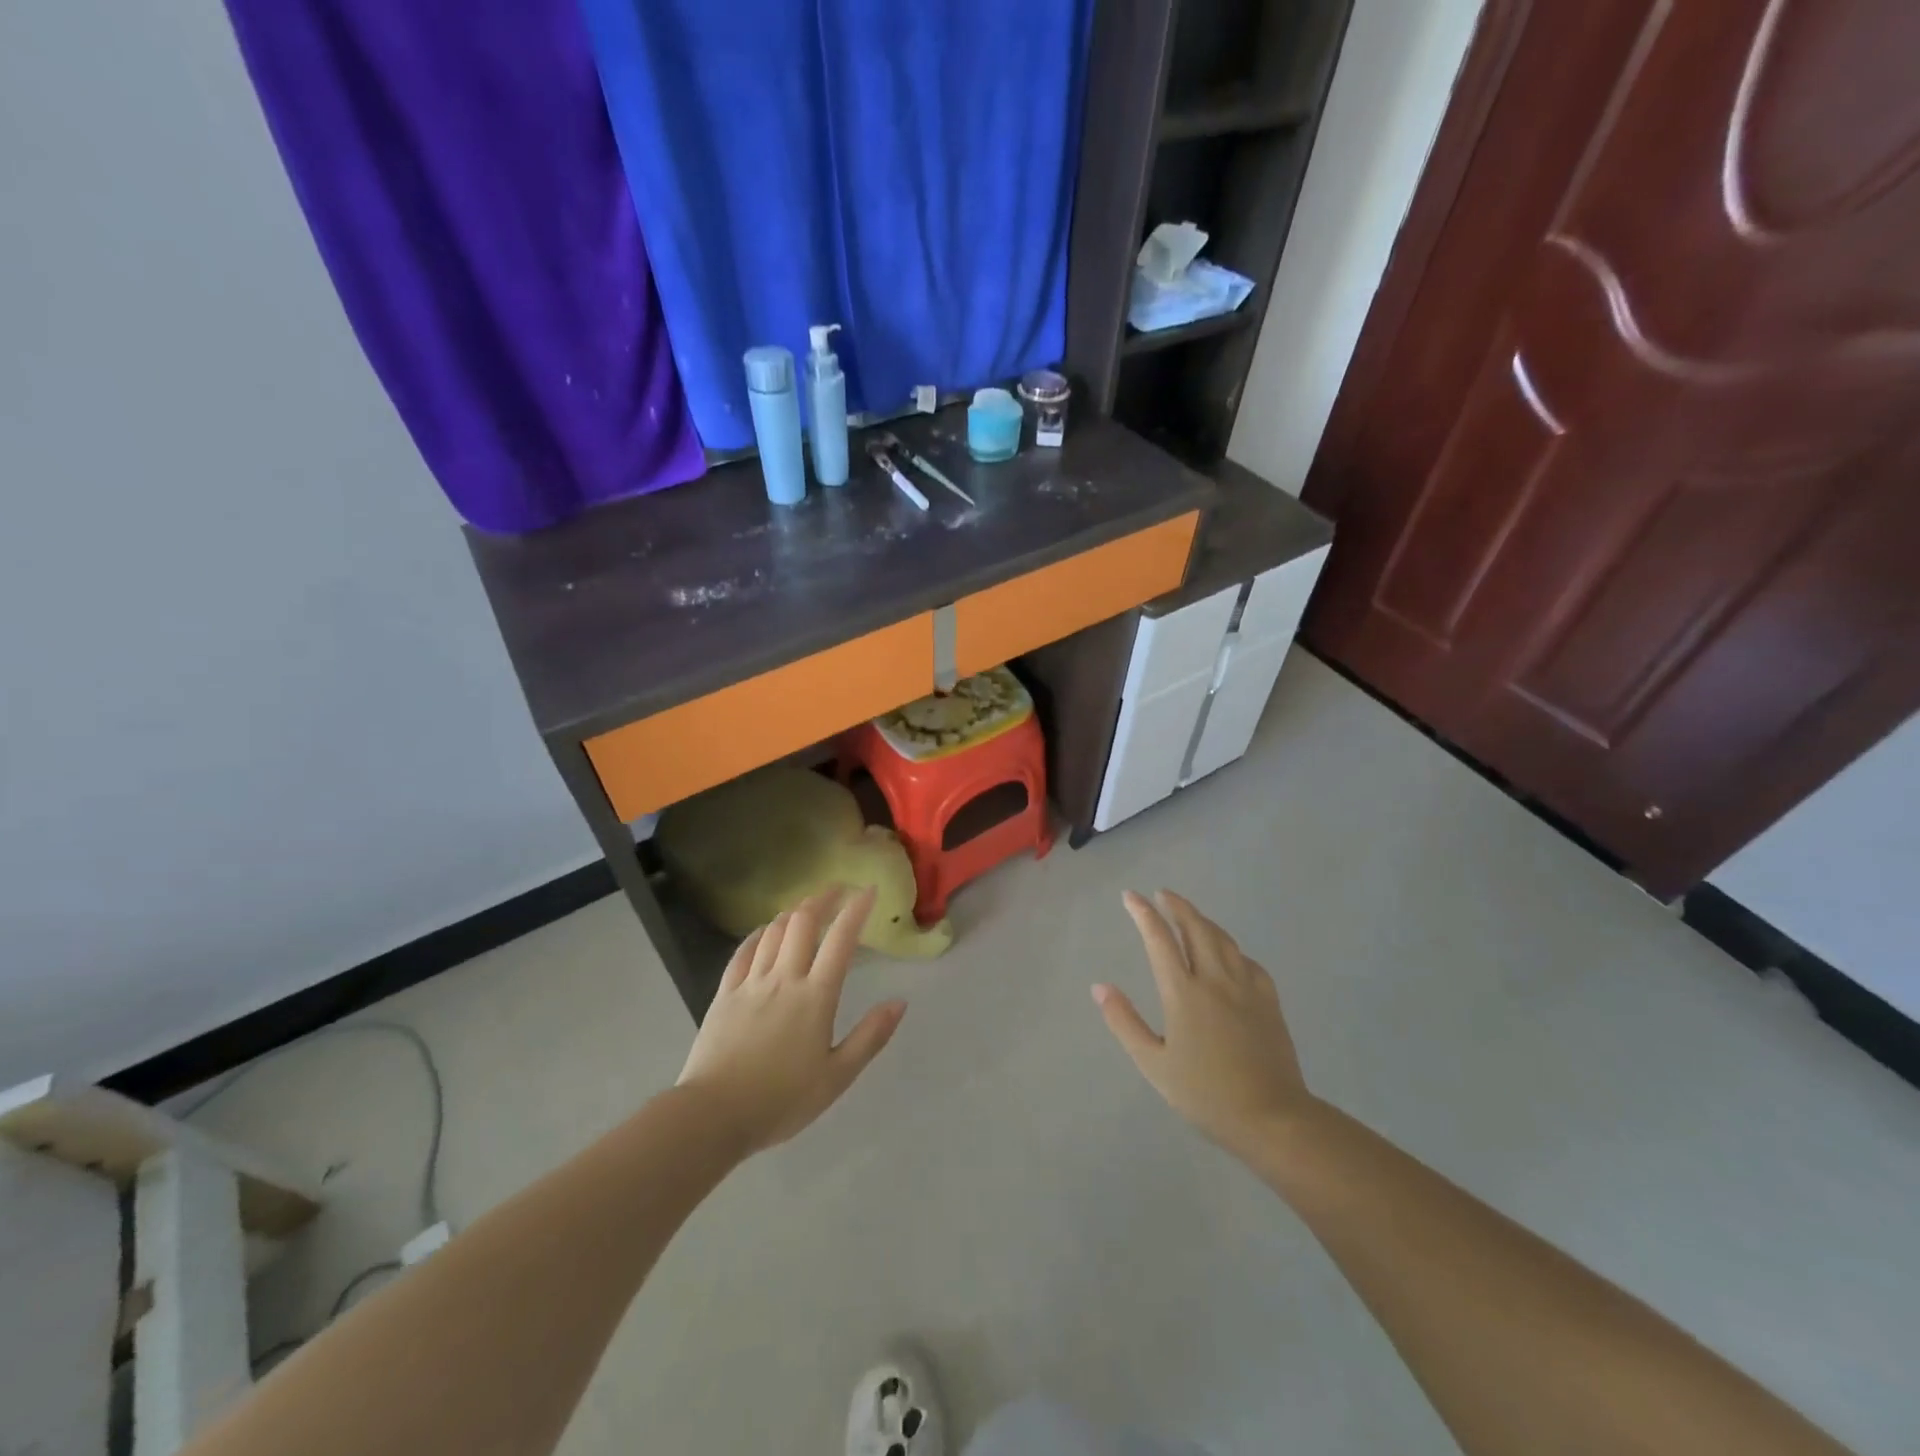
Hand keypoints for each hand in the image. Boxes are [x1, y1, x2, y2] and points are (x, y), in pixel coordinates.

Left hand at [678, 886, 904, 1155]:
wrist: (713, 1115)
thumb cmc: (781, 1100)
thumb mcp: (837, 1077)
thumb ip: (870, 1037)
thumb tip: (900, 1002)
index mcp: (815, 997)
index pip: (840, 940)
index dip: (856, 910)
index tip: (868, 890)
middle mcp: (784, 979)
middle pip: (803, 923)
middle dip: (822, 899)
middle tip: (836, 890)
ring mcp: (751, 983)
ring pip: (773, 932)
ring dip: (793, 913)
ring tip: (806, 908)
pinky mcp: (724, 994)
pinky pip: (743, 952)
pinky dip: (759, 934)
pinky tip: (764, 931)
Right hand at [1095, 890, 1312, 1155]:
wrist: (1271, 1118)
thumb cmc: (1205, 1094)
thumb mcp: (1153, 1063)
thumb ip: (1125, 1022)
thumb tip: (1100, 987)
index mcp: (1183, 992)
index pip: (1159, 939)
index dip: (1143, 913)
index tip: (1130, 896)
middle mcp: (1215, 980)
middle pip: (1196, 928)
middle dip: (1177, 906)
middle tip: (1163, 894)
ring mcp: (1246, 988)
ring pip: (1223, 939)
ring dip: (1203, 921)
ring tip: (1190, 916)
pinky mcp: (1269, 1001)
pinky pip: (1248, 961)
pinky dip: (1231, 948)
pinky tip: (1229, 954)